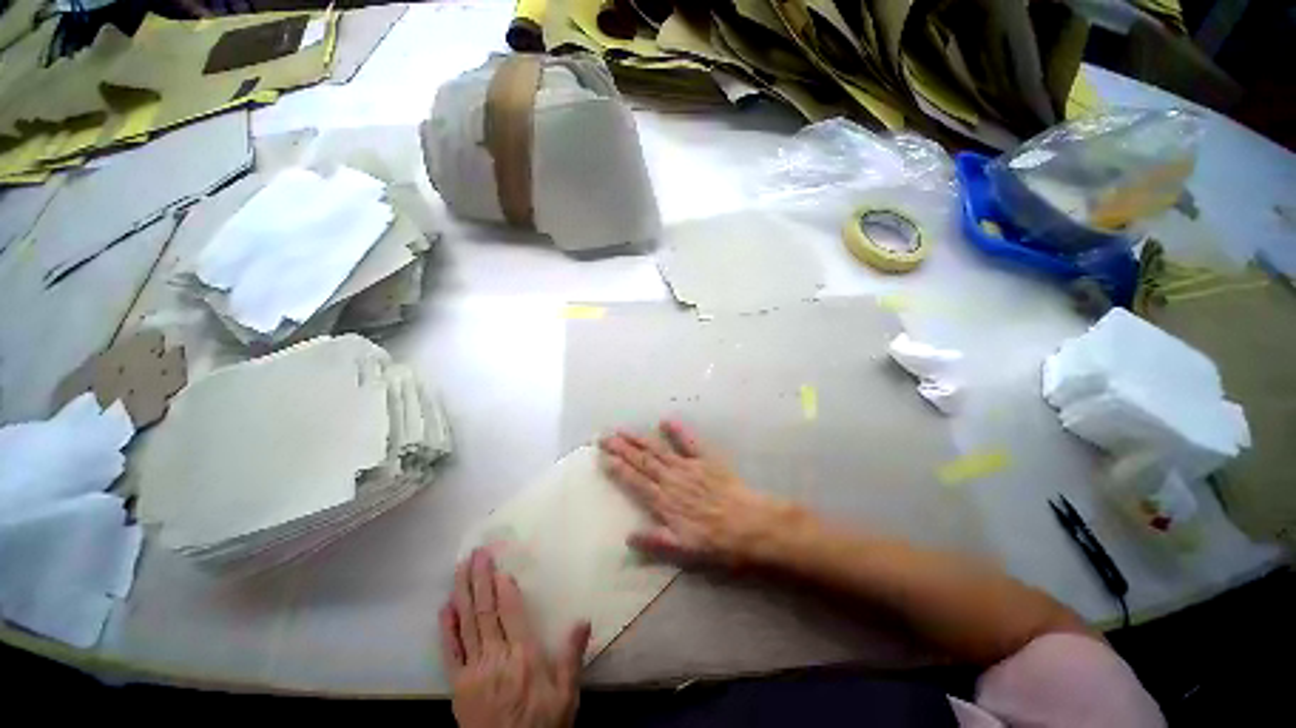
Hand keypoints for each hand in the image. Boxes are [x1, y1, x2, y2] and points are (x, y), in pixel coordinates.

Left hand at [441, 549, 590, 727]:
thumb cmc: (542, 724)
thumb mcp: (566, 695)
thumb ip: (572, 656)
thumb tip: (583, 619)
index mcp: (523, 656)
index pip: (511, 613)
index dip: (504, 588)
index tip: (499, 566)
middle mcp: (496, 657)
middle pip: (486, 611)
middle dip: (481, 579)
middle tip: (476, 553)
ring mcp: (473, 670)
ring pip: (467, 624)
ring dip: (463, 593)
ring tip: (460, 568)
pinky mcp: (458, 685)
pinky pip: (450, 652)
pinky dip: (446, 629)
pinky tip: (445, 608)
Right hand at [598, 419, 786, 567]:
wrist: (750, 526)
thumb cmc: (716, 542)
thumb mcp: (684, 551)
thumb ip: (655, 542)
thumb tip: (628, 537)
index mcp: (664, 501)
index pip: (635, 481)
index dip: (617, 468)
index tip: (603, 456)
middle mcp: (672, 479)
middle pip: (642, 461)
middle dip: (621, 448)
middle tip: (604, 437)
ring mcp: (689, 467)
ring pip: (658, 450)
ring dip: (639, 439)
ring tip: (623, 430)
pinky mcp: (706, 459)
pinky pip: (690, 442)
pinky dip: (678, 431)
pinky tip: (666, 420)